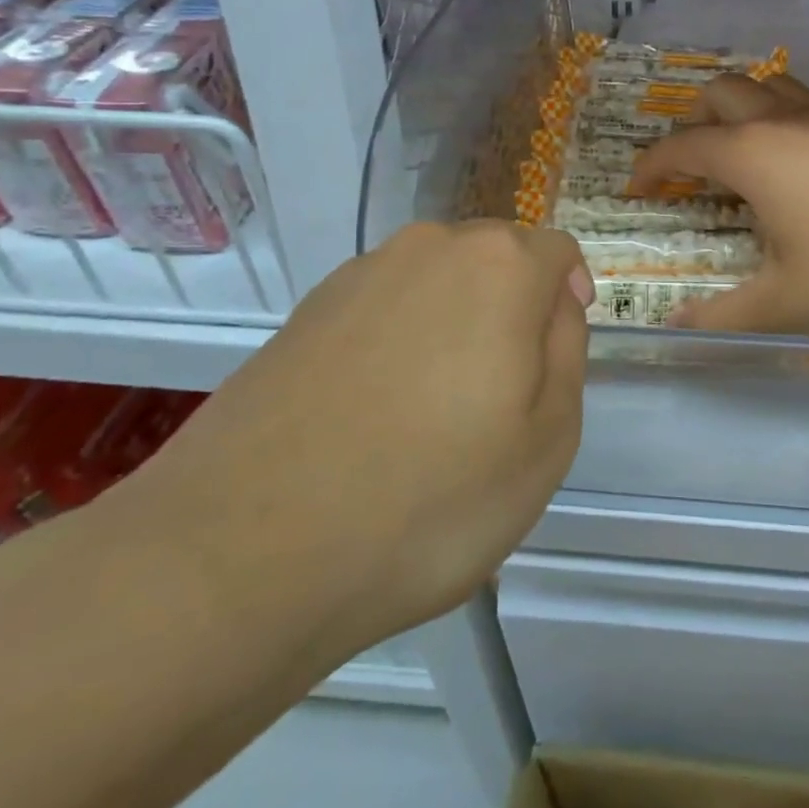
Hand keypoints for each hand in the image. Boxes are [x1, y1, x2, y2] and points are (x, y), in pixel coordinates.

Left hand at [111, 222, 591, 668]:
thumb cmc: (429, 500)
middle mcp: (427, 250)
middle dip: (512, 309)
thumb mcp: (548, 439)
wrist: (239, 557)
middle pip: (494, 261)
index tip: (556, 352)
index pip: (555, 251)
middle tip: (502, 395)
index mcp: (498, 268)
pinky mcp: (302, 315)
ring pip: (436, 285)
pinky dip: (397, 344)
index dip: (569, 294)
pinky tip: (375, 417)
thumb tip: (554, 307)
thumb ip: (566, 352)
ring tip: (435, 414)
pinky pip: (380, 311)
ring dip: (453, 327)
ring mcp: (356, 278)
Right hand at [627, 74, 808, 335]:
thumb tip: (674, 326)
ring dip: (738, 108)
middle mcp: (783, 122)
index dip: (650, 166)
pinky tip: (794, 165)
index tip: (637, 190)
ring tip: (736, 153)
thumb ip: (720, 315)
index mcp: (752, 154)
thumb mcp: (783, 304)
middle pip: (720, 92)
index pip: (682, 146)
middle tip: (689, 166)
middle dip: (691, 122)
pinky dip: (777, 118)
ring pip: (766, 86)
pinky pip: (802, 104)